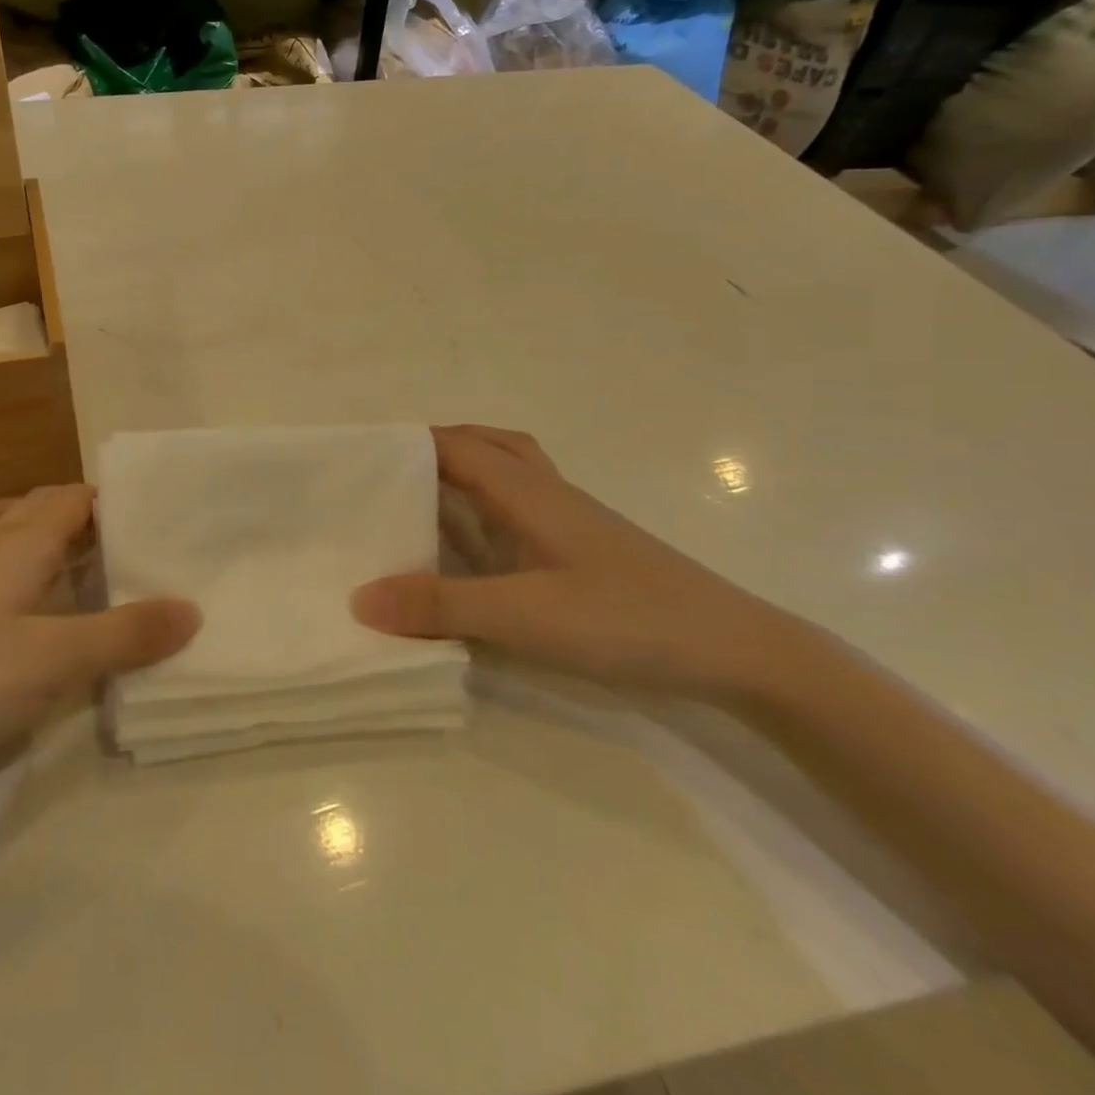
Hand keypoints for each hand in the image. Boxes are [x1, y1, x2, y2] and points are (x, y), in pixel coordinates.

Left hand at [0, 485, 198, 782]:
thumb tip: (192, 609)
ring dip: (26, 533)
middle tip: (120, 543)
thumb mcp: (59, 660)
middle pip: (32, 508)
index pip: (71, 498)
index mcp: (18, 546)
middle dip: (76, 514)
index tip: (151, 516)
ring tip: (61, 561)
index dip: (110, 500)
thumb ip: (128, 634)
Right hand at [350, 425, 800, 702]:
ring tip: (417, 504)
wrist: (736, 651)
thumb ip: (440, 605)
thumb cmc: (626, 618)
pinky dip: (484, 510)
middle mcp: (545, 493)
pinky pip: (518, 510)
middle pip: (482, 446)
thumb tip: (358, 598)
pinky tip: (471, 550)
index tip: (357, 458)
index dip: (406, 443)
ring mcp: (567, 521)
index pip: (454, 445)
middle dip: (432, 450)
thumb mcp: (523, 615)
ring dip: (461, 475)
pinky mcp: (580, 551)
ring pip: (505, 474)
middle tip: (386, 477)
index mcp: (526, 491)